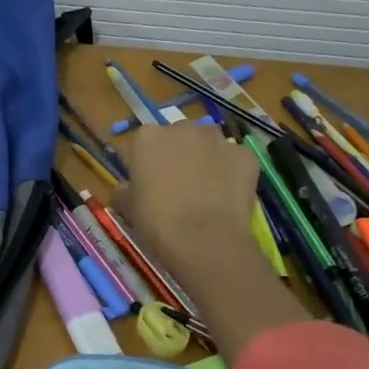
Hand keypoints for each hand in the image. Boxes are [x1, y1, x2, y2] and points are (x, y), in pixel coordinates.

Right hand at [116, 123, 262, 273]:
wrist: (204, 240)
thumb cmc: (156, 220)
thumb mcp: (127, 206)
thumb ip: (124, 190)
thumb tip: (126, 189)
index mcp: (148, 137)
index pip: (145, 140)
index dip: (148, 160)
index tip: (149, 180)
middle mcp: (182, 129)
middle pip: (179, 136)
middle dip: (179, 153)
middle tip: (178, 183)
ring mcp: (218, 140)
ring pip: (210, 144)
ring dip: (206, 158)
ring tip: (206, 189)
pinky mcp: (245, 156)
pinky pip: (236, 159)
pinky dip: (232, 172)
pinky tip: (227, 195)